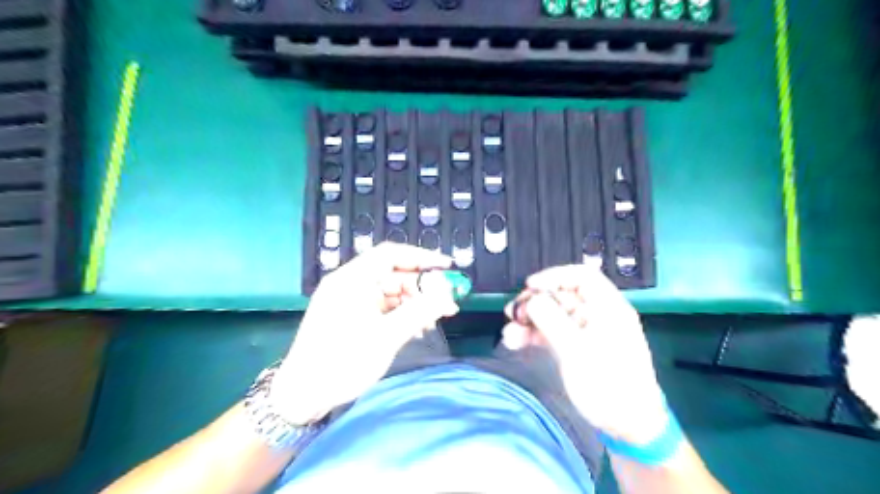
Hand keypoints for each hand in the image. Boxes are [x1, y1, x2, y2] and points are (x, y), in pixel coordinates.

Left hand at [271, 242, 457, 424]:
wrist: (302, 396)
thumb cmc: (342, 362)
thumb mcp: (386, 337)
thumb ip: (419, 313)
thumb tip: (448, 297)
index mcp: (351, 280)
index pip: (391, 254)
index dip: (422, 257)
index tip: (447, 266)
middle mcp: (349, 284)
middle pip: (393, 274)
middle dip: (421, 287)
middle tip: (446, 303)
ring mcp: (349, 300)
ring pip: (390, 292)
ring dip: (413, 303)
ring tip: (431, 322)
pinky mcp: (350, 316)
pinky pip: (382, 307)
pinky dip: (400, 314)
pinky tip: (415, 329)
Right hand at [503, 266, 667, 444]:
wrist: (627, 426)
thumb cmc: (609, 384)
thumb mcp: (578, 350)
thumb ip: (552, 321)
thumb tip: (532, 299)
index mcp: (607, 308)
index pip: (582, 276)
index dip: (554, 276)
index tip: (531, 286)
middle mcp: (595, 315)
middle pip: (561, 295)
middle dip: (535, 302)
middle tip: (513, 313)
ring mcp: (584, 332)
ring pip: (552, 315)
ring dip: (529, 321)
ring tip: (510, 333)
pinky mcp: (574, 347)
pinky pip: (550, 332)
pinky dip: (533, 335)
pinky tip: (516, 341)